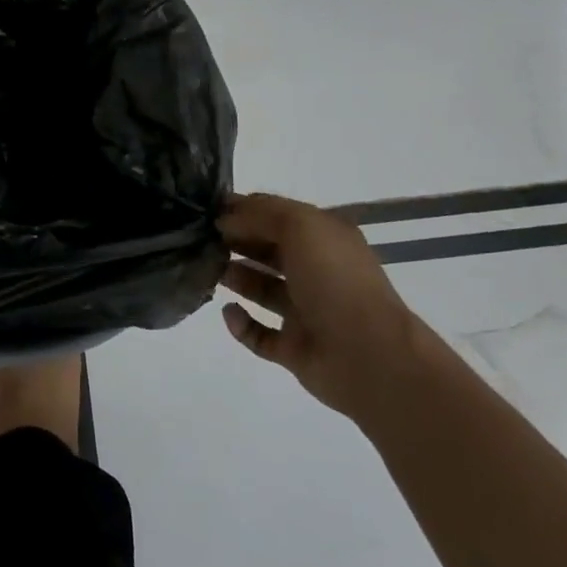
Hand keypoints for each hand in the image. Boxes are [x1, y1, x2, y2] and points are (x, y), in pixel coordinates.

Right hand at [216, 193, 434, 419]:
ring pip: (262, 289)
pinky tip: (228, 311)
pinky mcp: (294, 348)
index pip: (277, 216)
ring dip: (235, 277)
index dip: (242, 210)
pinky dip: (241, 323)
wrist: (369, 356)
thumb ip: (260, 214)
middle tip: (197, 238)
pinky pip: (259, 333)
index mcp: (325, 239)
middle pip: (267, 250)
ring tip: (206, 269)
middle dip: (235, 241)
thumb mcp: (301, 226)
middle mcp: (316, 272)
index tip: (205, 211)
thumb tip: (224, 219)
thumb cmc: (335, 280)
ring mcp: (306, 312)